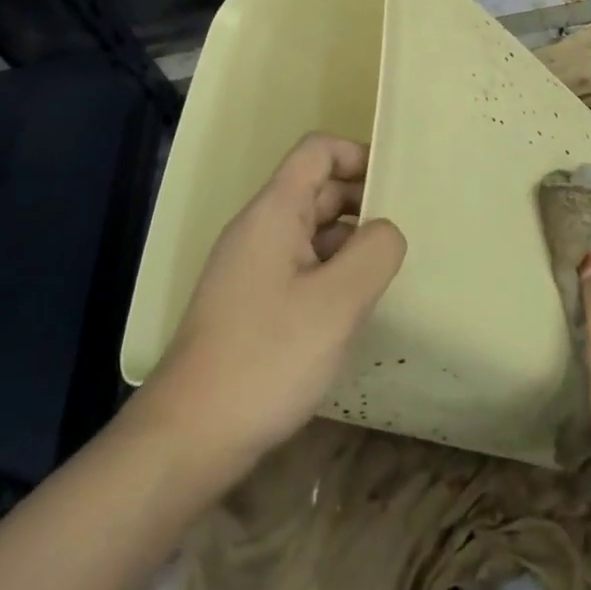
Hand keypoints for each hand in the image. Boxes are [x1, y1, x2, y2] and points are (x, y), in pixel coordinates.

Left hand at [143, 133, 405, 475]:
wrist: (188, 438)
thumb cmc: (267, 358)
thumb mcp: (338, 302)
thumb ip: (375, 251)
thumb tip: (387, 229)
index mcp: (274, 211)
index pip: (317, 150)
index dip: (358, 154)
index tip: (395, 184)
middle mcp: (258, 228)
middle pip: (315, 188)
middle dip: (361, 201)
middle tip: (403, 234)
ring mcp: (249, 267)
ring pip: (308, 230)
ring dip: (348, 241)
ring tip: (385, 273)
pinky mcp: (247, 303)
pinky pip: (297, 265)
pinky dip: (329, 272)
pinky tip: (350, 309)